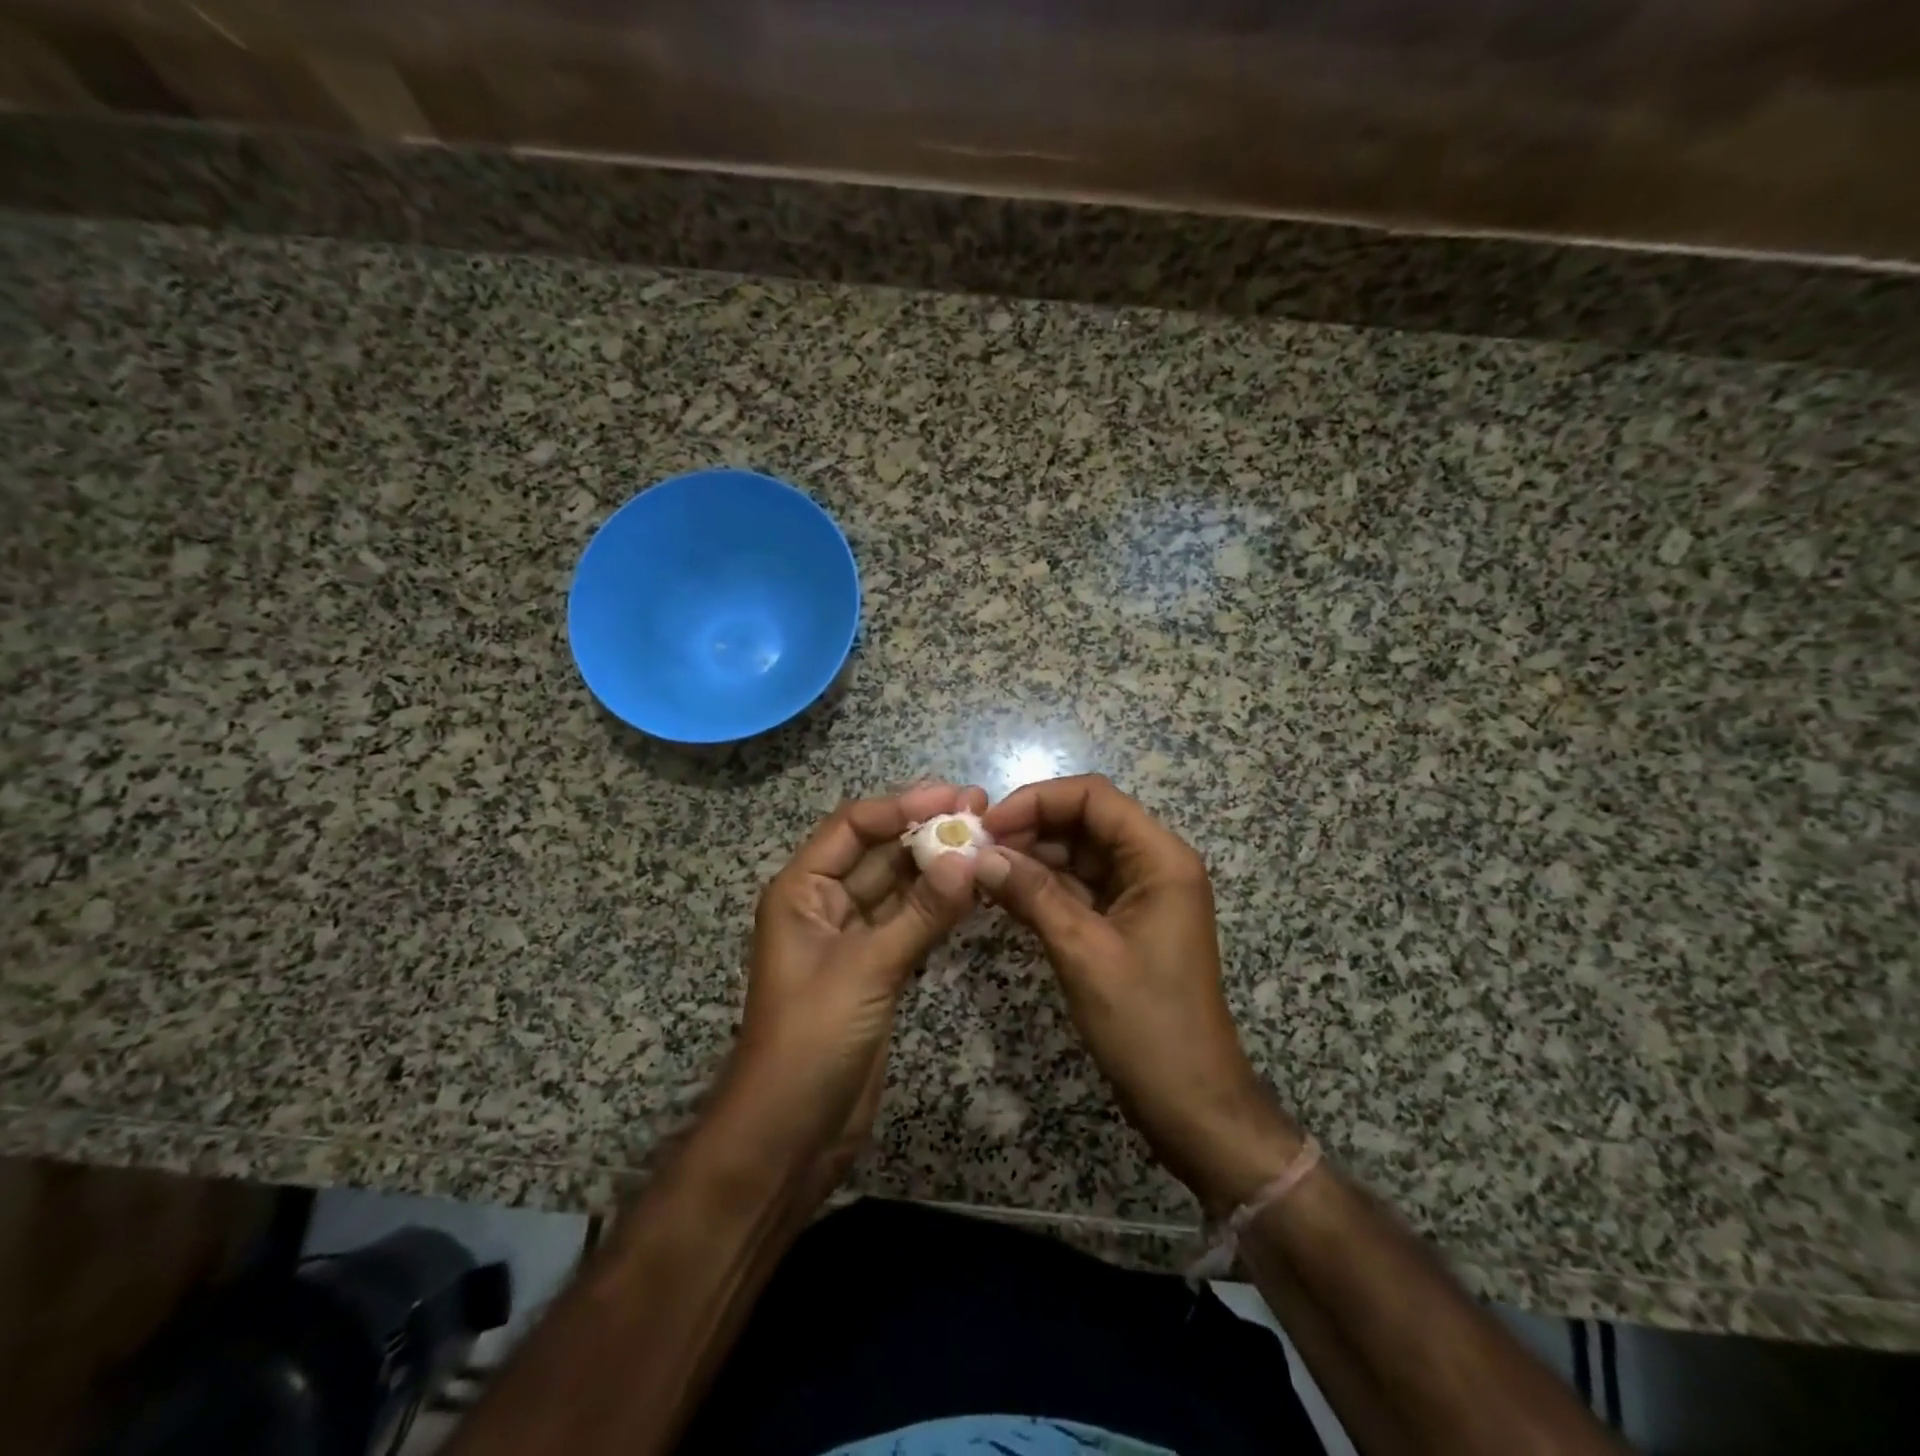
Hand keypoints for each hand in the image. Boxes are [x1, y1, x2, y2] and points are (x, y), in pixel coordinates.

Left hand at [715, 782, 983, 1197]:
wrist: (790, 1135)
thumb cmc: (811, 1039)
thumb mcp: (866, 969)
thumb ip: (920, 913)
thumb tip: (969, 858)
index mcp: (802, 890)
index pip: (853, 826)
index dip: (902, 806)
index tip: (955, 797)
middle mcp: (825, 904)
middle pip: (879, 852)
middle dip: (926, 830)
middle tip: (982, 811)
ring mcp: (853, 938)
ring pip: (899, 887)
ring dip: (938, 866)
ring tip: (987, 841)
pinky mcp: (876, 969)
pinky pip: (910, 922)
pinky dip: (940, 906)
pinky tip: (975, 890)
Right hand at [978, 774, 1298, 1211]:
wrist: (1191, 1103)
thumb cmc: (1147, 1024)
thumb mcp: (1083, 951)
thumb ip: (1032, 894)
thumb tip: (980, 855)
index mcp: (1160, 858)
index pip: (1094, 797)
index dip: (1037, 800)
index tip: (988, 825)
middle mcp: (1153, 864)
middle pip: (1085, 820)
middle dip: (1029, 827)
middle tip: (974, 848)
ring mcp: (1139, 894)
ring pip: (1078, 854)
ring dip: (1031, 857)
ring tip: (979, 870)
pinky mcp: (1123, 922)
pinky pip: (1078, 888)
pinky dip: (1042, 887)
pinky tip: (1002, 894)